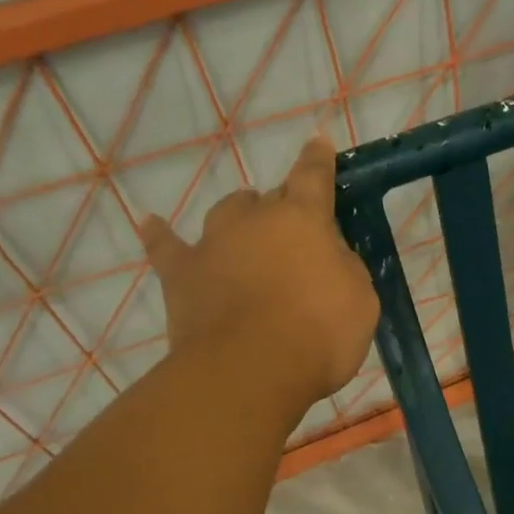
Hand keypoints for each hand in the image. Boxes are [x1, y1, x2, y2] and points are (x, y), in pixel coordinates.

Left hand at [142, 138, 378, 416]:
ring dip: (238, 218)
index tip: (319, 143)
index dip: (318, 159)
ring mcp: (213, 243)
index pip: (313, 176)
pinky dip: (161, 235)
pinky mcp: (181, 274)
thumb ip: (345, 268)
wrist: (250, 370)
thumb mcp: (360, 300)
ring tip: (243, 233)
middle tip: (292, 235)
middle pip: (268, 198)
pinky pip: (166, 245)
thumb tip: (329, 255)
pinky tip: (153, 224)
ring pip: (226, 213)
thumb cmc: (318, 335)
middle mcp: (255, 219)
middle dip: (281, 208)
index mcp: (303, 219)